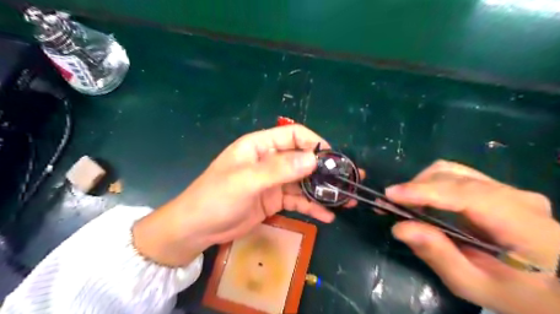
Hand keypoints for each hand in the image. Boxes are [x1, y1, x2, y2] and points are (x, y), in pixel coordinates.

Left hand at [133, 125, 355, 266]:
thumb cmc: (215, 198)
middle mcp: (269, 160)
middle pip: (303, 159)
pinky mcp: (274, 200)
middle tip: (349, 181)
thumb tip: (312, 159)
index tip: (333, 159)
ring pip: (304, 181)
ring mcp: (273, 181)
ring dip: (323, 191)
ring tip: (345, 201)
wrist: (197, 229)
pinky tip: (327, 216)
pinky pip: (298, 200)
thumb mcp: (245, 181)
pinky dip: (312, 206)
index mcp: (260, 146)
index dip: (314, 143)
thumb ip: (278, 169)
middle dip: (325, 170)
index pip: (293, 135)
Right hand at [386, 161, 559, 313]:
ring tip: (403, 204)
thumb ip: (438, 255)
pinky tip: (420, 201)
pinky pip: (454, 177)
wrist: (557, 286)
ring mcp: (506, 188)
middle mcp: (515, 195)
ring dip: (420, 184)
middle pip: (453, 176)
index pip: (467, 194)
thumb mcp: (474, 285)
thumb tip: (399, 227)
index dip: (425, 191)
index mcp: (522, 223)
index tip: (390, 196)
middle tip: (390, 206)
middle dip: (415, 187)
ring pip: (451, 171)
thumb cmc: (520, 293)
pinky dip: (430, 185)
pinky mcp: (495, 188)